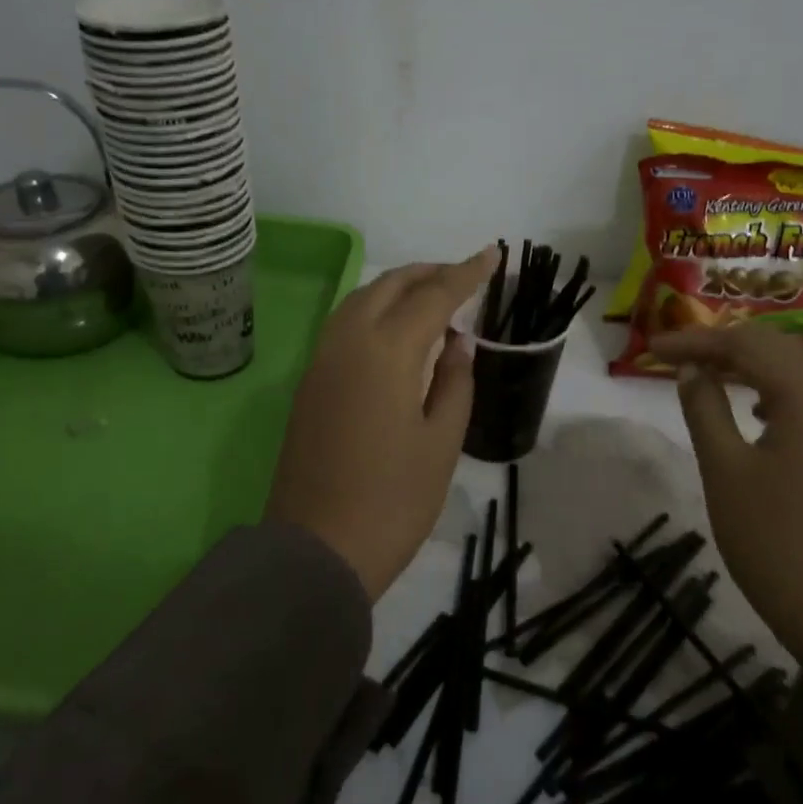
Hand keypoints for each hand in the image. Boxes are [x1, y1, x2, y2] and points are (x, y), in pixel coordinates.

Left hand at [265, 249, 497, 600]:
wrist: (317, 550)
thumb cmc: (393, 501)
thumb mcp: (442, 442)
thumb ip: (454, 381)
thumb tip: (455, 343)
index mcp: (387, 352)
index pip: (433, 296)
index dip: (466, 273)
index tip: (492, 254)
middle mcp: (348, 342)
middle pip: (390, 286)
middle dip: (429, 273)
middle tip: (463, 277)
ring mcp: (322, 361)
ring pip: (361, 300)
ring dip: (398, 288)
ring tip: (432, 298)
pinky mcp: (309, 382)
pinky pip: (345, 324)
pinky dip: (375, 310)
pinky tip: (396, 331)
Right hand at [651, 323, 802, 660]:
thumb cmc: (773, 539)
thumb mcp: (724, 470)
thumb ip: (704, 408)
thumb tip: (693, 370)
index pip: (747, 344)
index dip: (696, 341)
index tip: (653, 349)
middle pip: (780, 346)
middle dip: (726, 344)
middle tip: (678, 357)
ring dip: (756, 362)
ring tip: (712, 372)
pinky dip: (781, 386)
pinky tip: (756, 410)